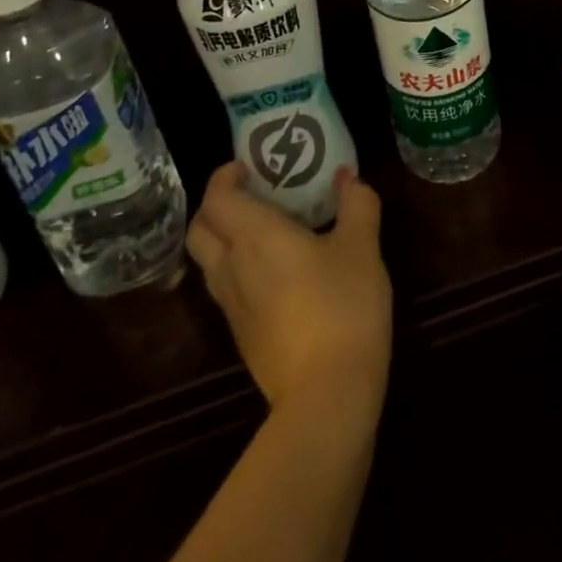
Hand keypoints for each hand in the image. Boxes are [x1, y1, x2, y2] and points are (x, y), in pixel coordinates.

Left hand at [186, 163, 392, 417]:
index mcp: (254, 236)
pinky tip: (274, 273)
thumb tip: (348, 176)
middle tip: (251, 194)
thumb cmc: (342, 306)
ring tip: (263, 230)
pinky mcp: (242, 337)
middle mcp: (232, 267)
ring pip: (208, 262)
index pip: (216, 197)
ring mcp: (232, 307)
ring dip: (224, 239)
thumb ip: (357, 204)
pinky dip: (237, 269)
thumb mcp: (362, 247)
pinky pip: (225, 289)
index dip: (224, 176)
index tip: (248, 166)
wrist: (327, 396)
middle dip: (216, 206)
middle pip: (199, 229)